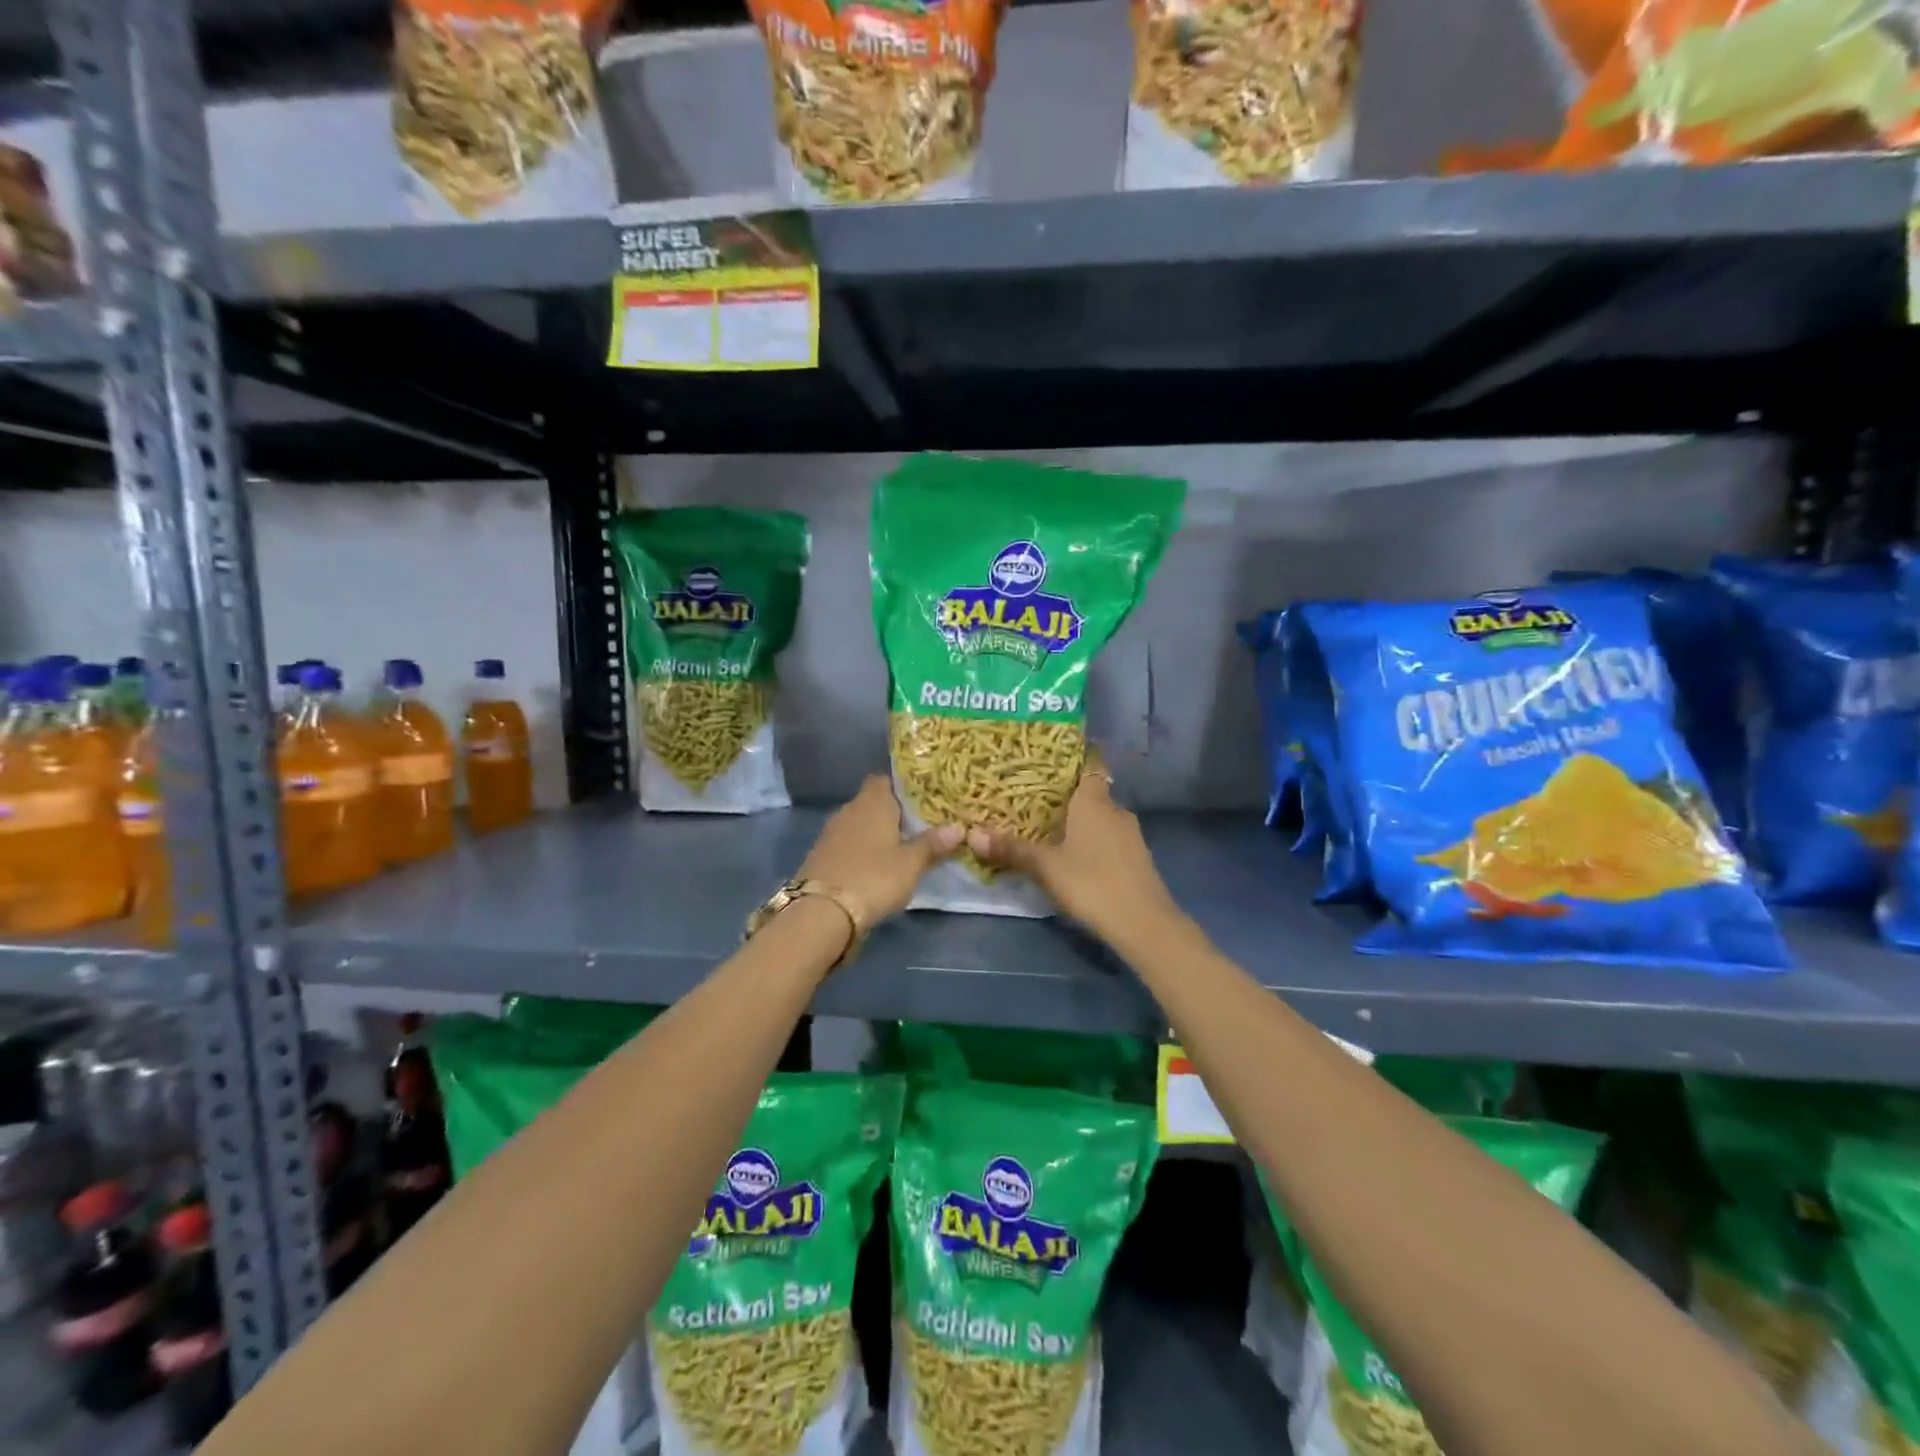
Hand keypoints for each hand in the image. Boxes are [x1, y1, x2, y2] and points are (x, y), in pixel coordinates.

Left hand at [799, 776, 962, 923]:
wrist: (821, 912)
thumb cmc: (873, 877)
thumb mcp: (911, 864)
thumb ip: (933, 844)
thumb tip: (958, 827)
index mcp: (873, 802)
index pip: (886, 780)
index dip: (903, 788)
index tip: (922, 801)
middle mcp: (849, 809)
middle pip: (872, 802)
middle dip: (892, 813)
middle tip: (917, 827)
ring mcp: (831, 833)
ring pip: (859, 824)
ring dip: (875, 834)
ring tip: (899, 848)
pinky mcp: (820, 855)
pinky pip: (847, 844)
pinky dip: (860, 851)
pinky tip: (874, 867)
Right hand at [965, 763, 1179, 943]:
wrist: (1144, 924)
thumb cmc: (1092, 883)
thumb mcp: (1046, 867)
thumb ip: (1011, 849)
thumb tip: (971, 834)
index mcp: (1094, 801)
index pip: (1089, 763)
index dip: (1072, 756)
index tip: (1048, 758)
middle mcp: (1115, 810)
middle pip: (1090, 791)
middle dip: (1065, 794)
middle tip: (1032, 797)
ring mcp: (1130, 835)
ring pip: (1100, 817)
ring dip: (1079, 820)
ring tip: (1047, 827)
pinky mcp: (1136, 858)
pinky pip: (1108, 837)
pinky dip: (1091, 840)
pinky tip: (1073, 855)